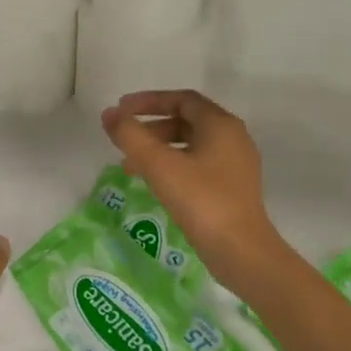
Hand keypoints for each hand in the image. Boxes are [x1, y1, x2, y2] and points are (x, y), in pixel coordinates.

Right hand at [101, 90, 287, 291]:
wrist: (241, 251)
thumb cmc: (201, 200)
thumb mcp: (159, 164)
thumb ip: (130, 135)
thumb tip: (109, 115)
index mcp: (221, 125)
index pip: (182, 99)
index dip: (148, 101)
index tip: (121, 109)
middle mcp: (233, 138)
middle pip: (186, 121)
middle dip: (151, 128)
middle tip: (124, 140)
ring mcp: (235, 165)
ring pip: (190, 145)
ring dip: (158, 149)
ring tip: (130, 167)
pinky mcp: (233, 189)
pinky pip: (197, 165)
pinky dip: (172, 166)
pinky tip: (155, 184)